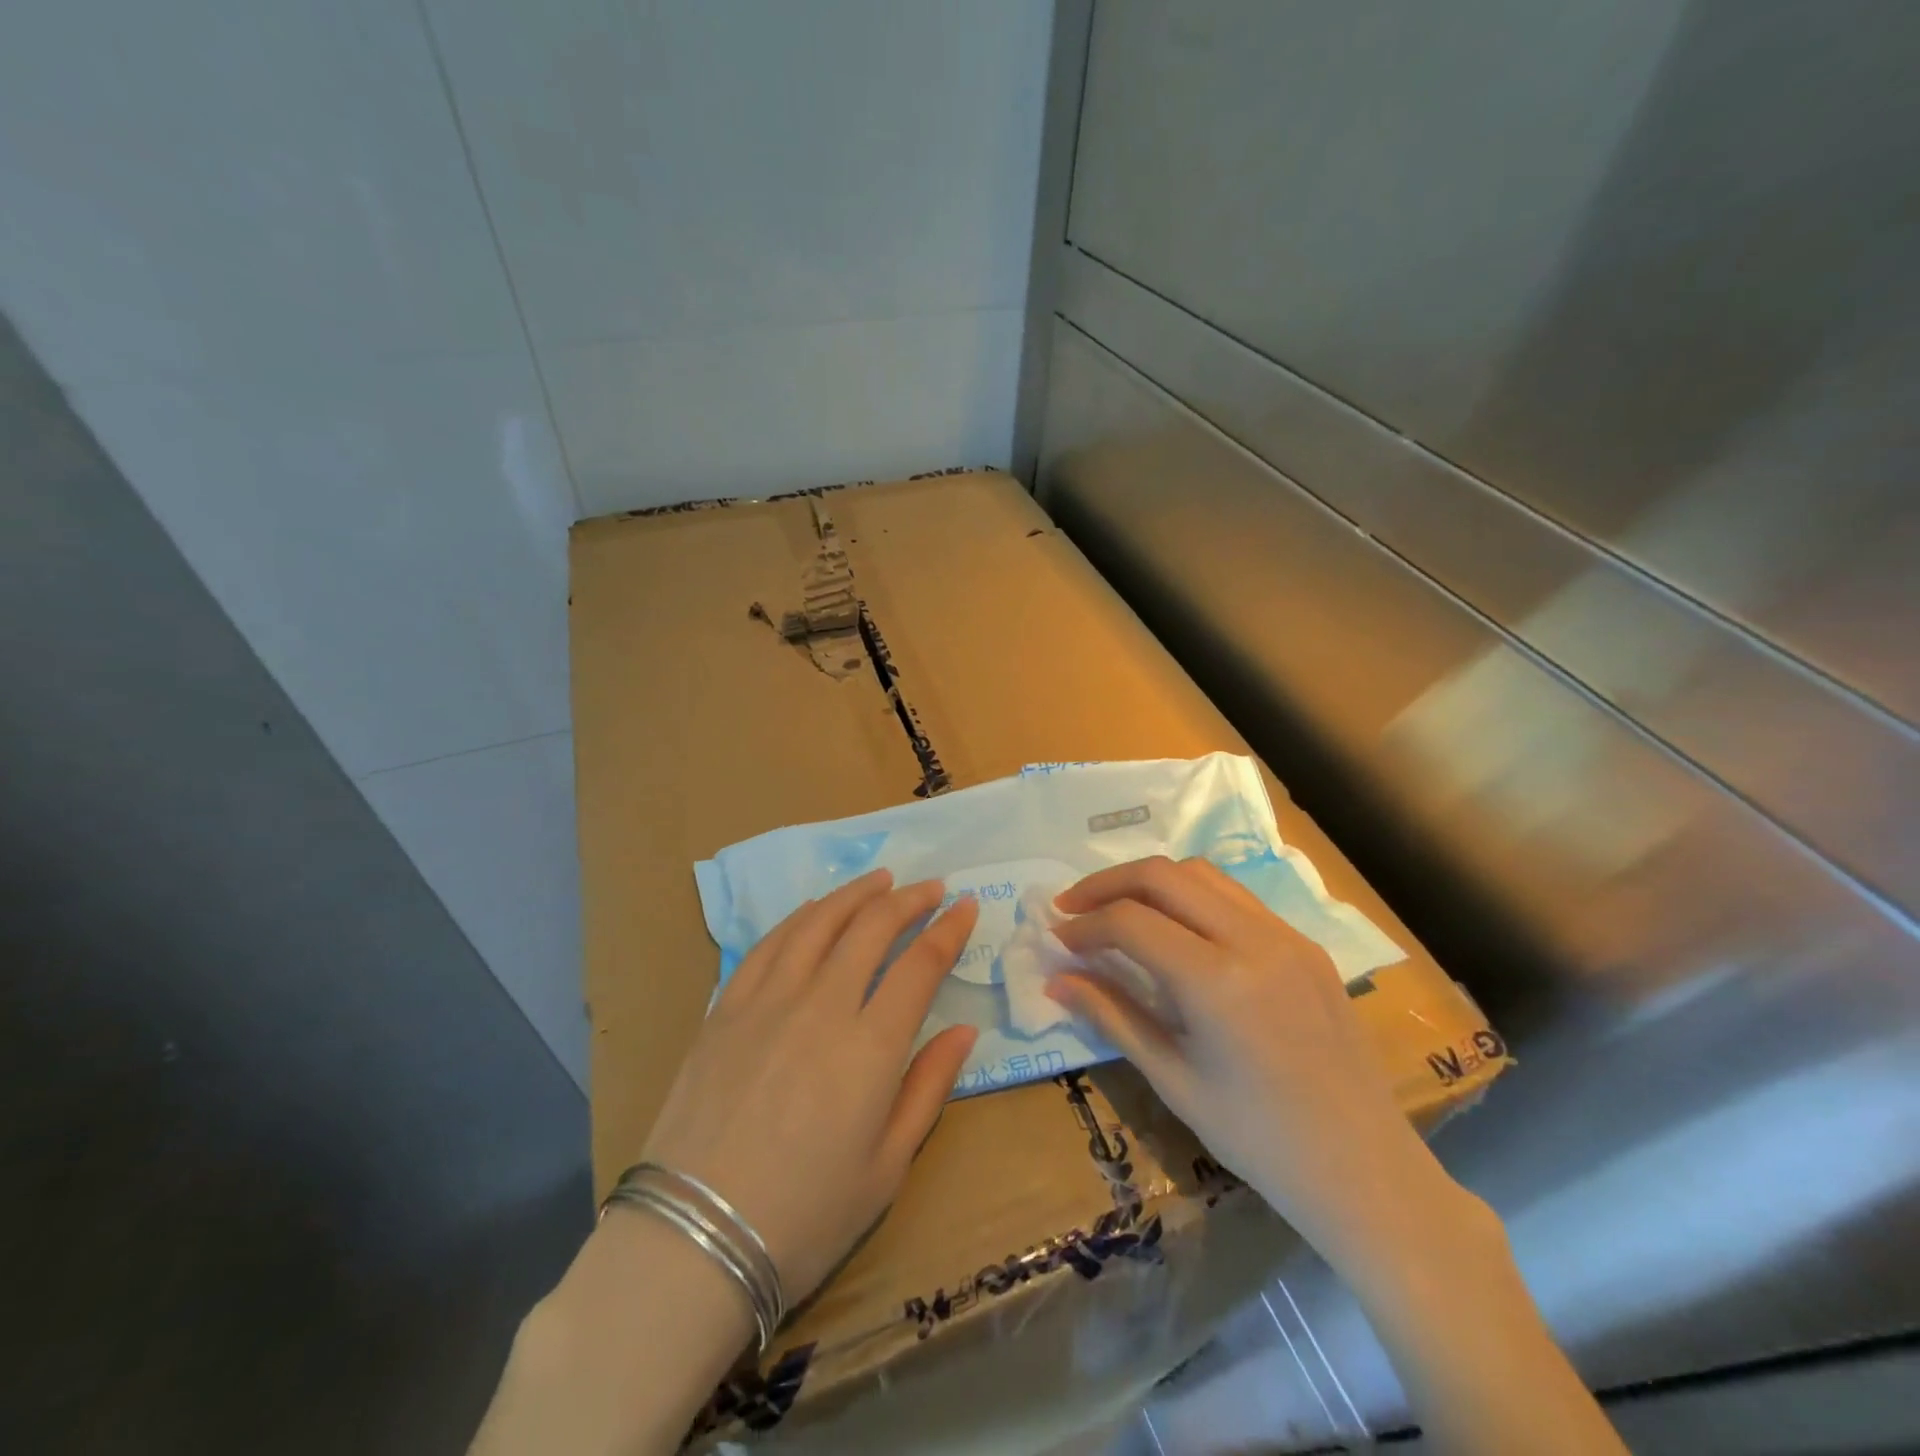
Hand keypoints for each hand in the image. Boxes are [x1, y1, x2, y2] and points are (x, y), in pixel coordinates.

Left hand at [639, 869, 978, 1305]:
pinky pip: (769, 944)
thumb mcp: (887, 1167)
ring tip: (879, 880)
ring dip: (855, 894)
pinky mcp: (726, 1007)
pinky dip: (800, 917)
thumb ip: (929, 1088)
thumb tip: (964, 1031)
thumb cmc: (805, 1216)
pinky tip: (815, 910)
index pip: (920, 965)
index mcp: (869, 1048)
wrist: (693, 1240)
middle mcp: (821, 1006)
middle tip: (929, 887)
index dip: (948, 930)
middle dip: (908, 899)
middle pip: (871, 928)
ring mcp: (768, 1001)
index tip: (964, 907)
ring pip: (819, 923)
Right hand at [1048, 856, 1447, 1257]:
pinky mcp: (1305, 943)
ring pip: (1202, 874)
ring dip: (1151, 881)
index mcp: (1217, 982)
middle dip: (1108, 883)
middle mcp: (1253, 940)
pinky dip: (1191, 896)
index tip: (1057, 938)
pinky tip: (1174, 927)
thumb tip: (1057, 980)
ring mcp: (1287, 935)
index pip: (1131, 922)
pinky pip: (1236, 897)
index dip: (1085, 924)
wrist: (1364, 1169)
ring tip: (1117, 908)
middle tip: (1073, 907)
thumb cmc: (1258, 1139)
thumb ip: (1112, 1015)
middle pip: (1163, 875)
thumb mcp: (1173, 1078)